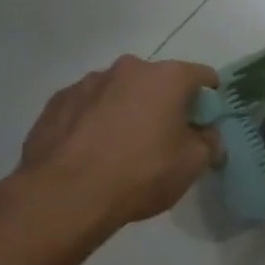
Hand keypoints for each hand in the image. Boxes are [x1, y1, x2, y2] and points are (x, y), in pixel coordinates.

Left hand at [11, 56, 222, 231]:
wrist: (64, 196)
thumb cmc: (141, 173)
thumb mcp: (193, 164)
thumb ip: (208, 142)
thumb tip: (205, 135)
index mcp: (167, 77)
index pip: (202, 76)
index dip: (208, 99)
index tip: (204, 123)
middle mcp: (128, 69)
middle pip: (158, 81)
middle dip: (164, 103)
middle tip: (163, 137)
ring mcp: (87, 83)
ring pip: (120, 92)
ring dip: (127, 109)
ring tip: (121, 147)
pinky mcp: (56, 102)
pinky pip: (88, 106)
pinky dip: (95, 121)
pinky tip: (91, 151)